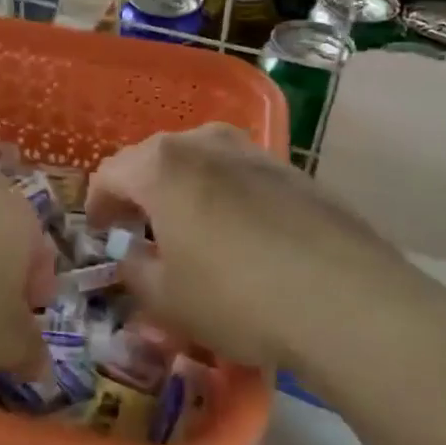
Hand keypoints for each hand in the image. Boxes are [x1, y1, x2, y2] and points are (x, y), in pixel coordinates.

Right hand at [87, 124, 445, 379]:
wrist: (348, 301)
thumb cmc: (236, 297)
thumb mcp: (166, 300)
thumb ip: (135, 273)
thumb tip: (134, 258)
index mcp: (163, 165)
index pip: (111, 173)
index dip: (97, 204)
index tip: (99, 233)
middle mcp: (206, 143)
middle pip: (156, 159)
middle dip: (141, 192)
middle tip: (138, 229)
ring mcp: (257, 153)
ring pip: (203, 163)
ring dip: (186, 191)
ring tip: (190, 230)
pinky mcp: (298, 173)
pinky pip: (244, 178)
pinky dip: (228, 198)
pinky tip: (243, 239)